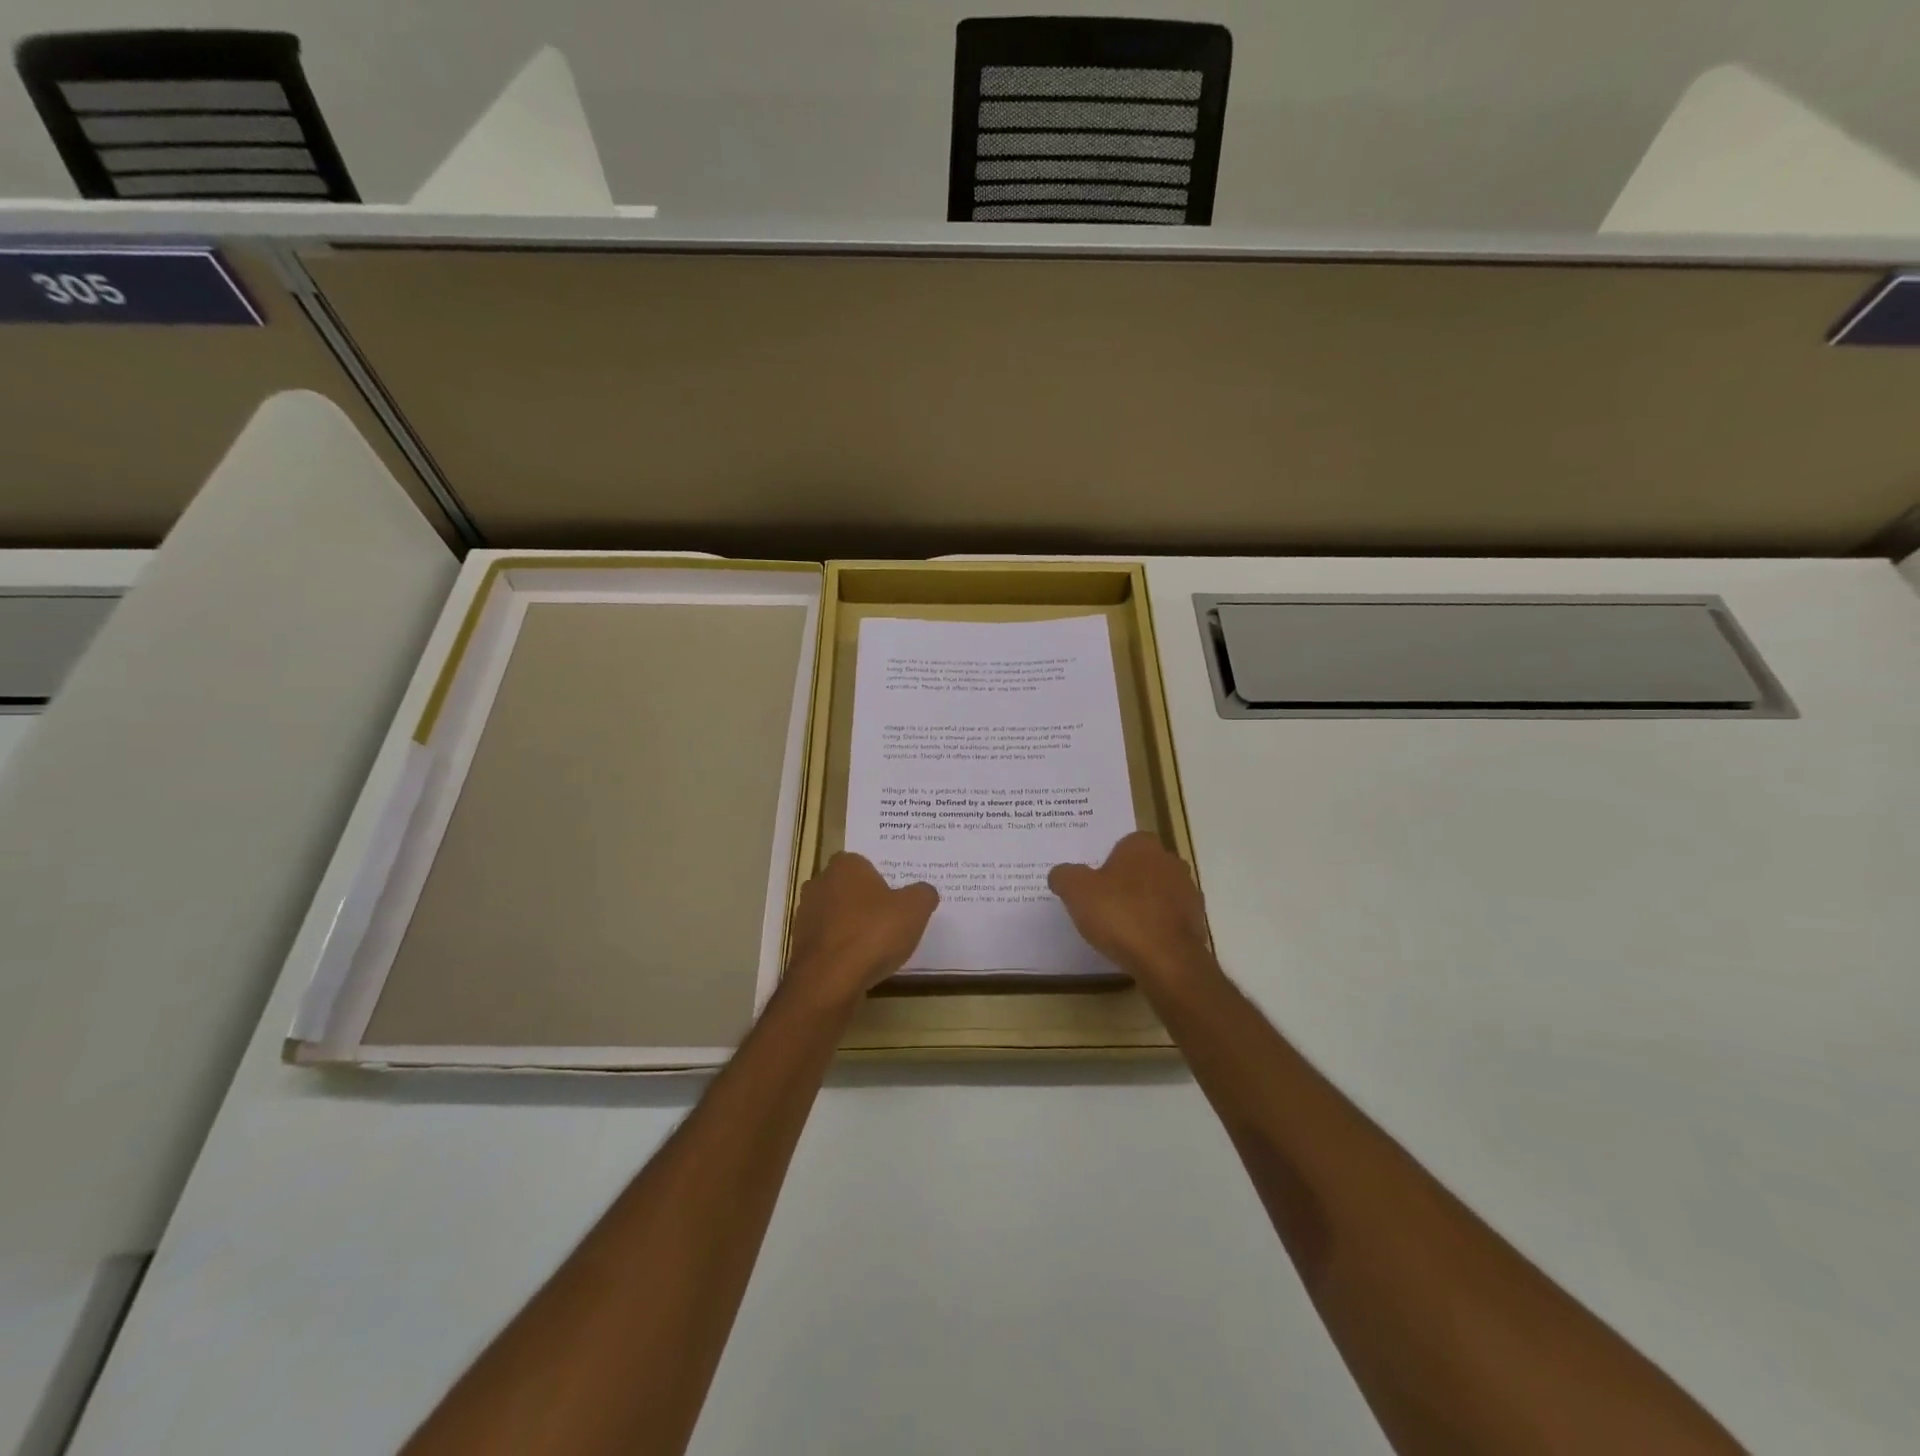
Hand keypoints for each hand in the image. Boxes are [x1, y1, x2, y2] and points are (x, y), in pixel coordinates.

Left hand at [781, 853, 937, 1011]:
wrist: (829, 981)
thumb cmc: (873, 933)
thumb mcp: (915, 909)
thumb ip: (923, 894)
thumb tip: (924, 891)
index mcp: (845, 866)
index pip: (863, 863)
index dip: (881, 879)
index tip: (897, 897)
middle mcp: (819, 884)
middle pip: (848, 889)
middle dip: (865, 901)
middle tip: (890, 919)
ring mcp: (805, 916)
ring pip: (835, 915)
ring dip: (851, 926)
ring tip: (876, 945)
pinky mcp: (800, 945)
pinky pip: (827, 940)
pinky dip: (840, 948)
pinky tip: (858, 963)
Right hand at [1049, 832, 1216, 992]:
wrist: (1166, 960)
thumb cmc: (1119, 914)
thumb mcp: (1076, 891)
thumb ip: (1064, 876)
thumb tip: (1060, 873)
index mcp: (1143, 846)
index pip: (1124, 844)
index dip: (1108, 862)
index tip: (1094, 883)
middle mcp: (1171, 862)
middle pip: (1143, 867)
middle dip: (1126, 882)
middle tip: (1103, 903)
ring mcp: (1188, 892)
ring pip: (1158, 893)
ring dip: (1143, 905)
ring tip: (1120, 928)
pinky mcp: (1196, 922)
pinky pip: (1169, 918)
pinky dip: (1156, 927)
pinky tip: (1139, 943)